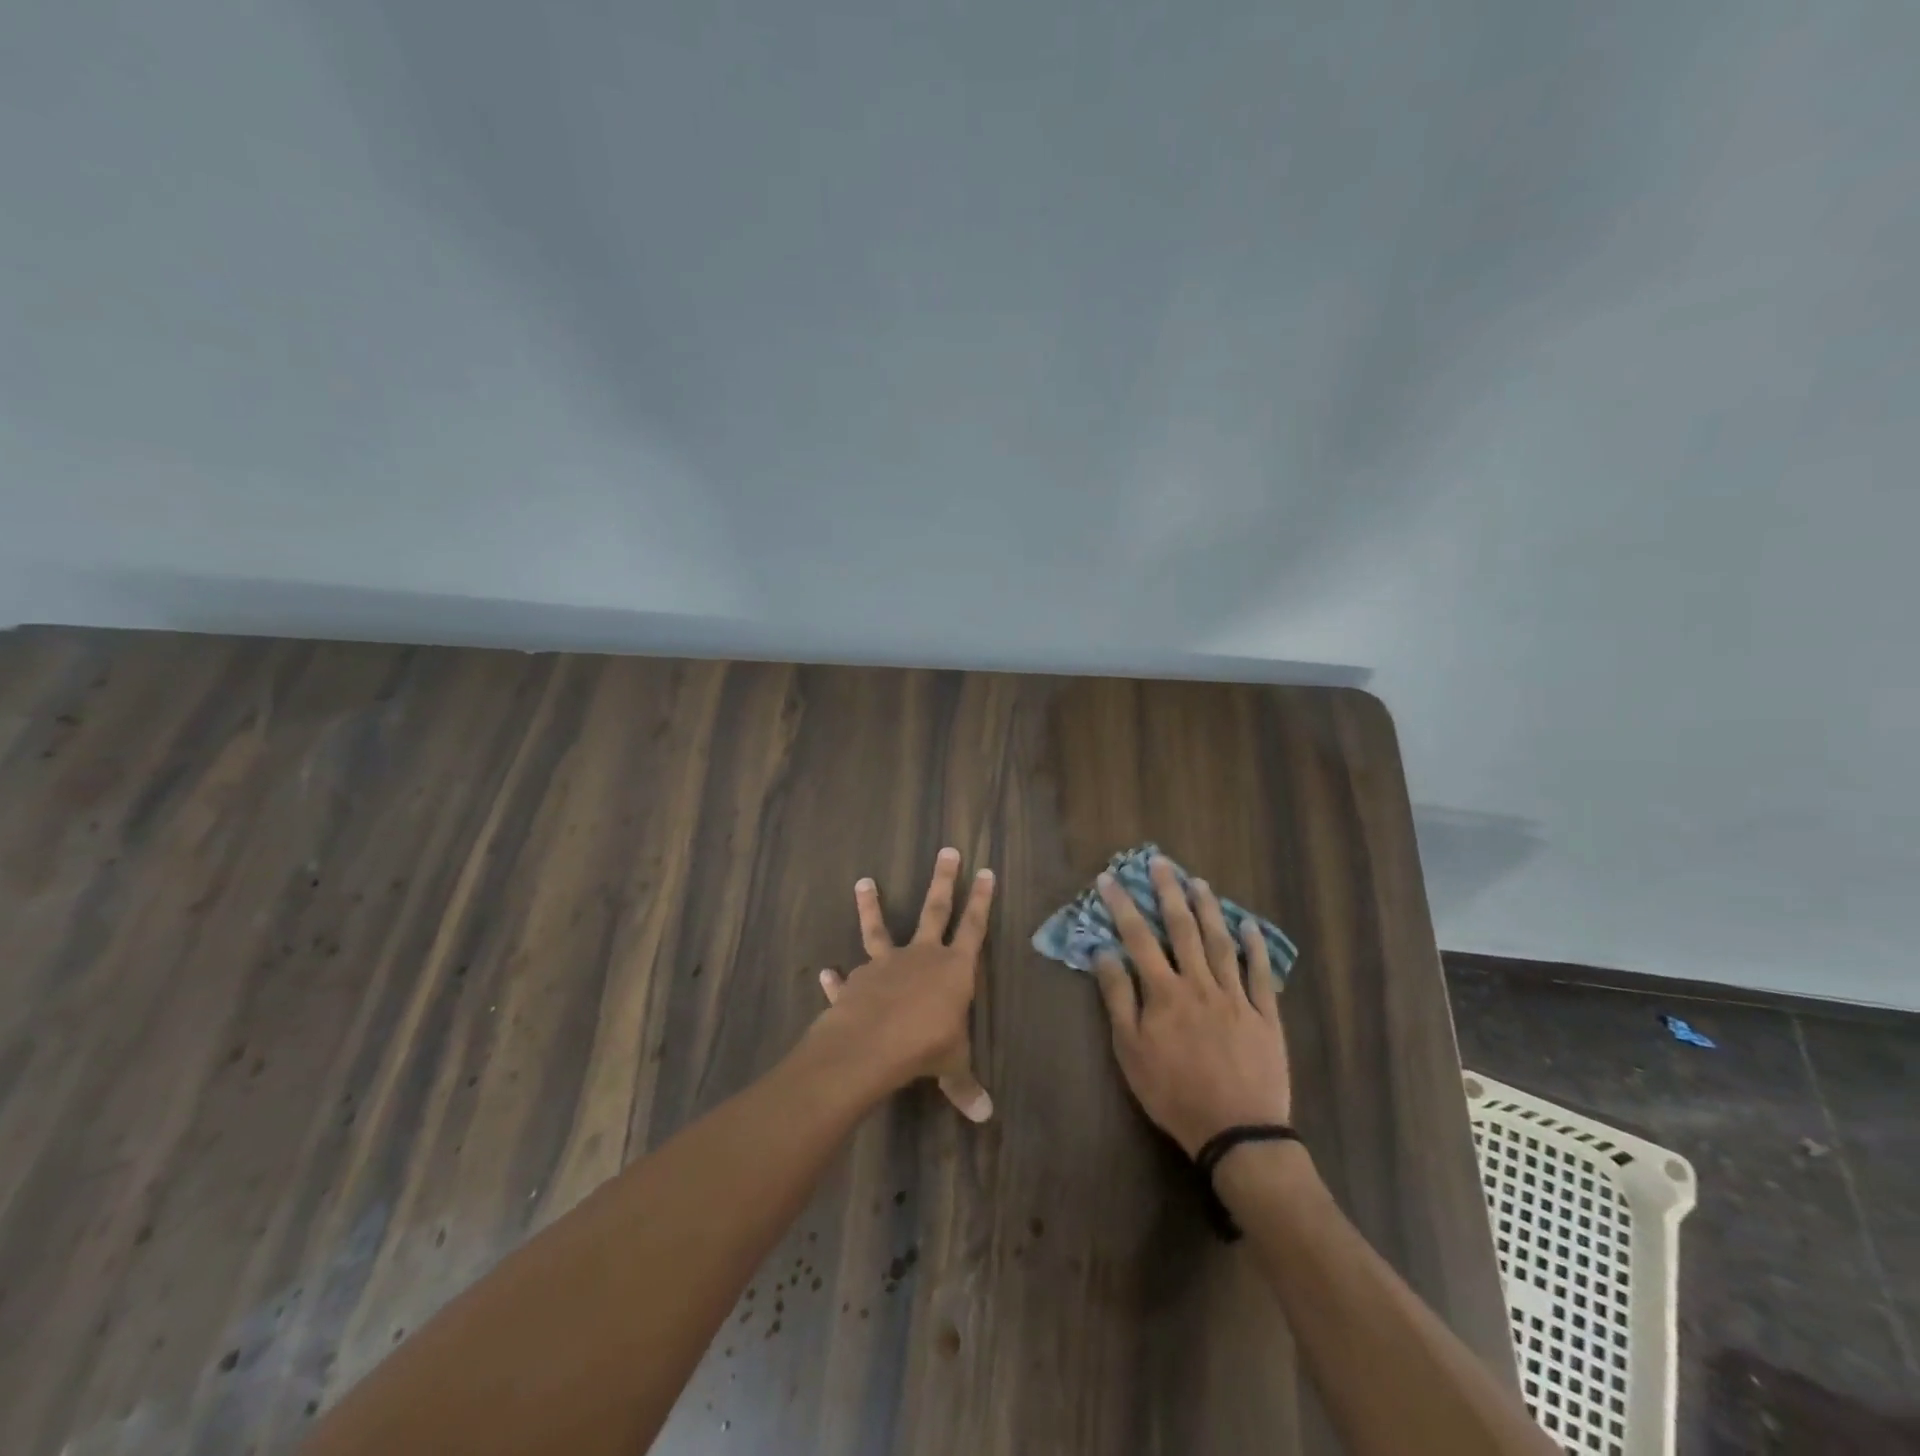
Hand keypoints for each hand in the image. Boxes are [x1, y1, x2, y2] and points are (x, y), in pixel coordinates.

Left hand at [811, 848, 995, 1121]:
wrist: (870, 1045)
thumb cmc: (925, 1046)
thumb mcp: (953, 1065)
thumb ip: (965, 1085)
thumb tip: (985, 1115)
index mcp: (953, 968)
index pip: (974, 927)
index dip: (981, 900)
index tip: (986, 871)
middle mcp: (921, 956)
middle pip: (935, 910)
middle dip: (943, 880)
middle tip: (947, 850)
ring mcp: (885, 964)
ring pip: (878, 928)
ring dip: (871, 905)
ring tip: (863, 881)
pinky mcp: (856, 981)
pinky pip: (846, 977)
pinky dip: (837, 978)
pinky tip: (827, 973)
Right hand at [1092, 857, 1290, 1155]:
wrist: (1236, 1132)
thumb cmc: (1173, 1093)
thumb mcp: (1130, 1051)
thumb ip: (1118, 998)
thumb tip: (1104, 953)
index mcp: (1165, 992)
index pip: (1138, 938)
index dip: (1122, 905)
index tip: (1109, 878)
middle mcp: (1200, 984)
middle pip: (1183, 929)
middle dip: (1168, 892)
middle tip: (1160, 863)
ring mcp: (1236, 997)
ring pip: (1220, 942)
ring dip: (1208, 909)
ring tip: (1198, 882)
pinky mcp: (1265, 1015)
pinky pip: (1260, 974)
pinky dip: (1255, 947)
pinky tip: (1248, 926)